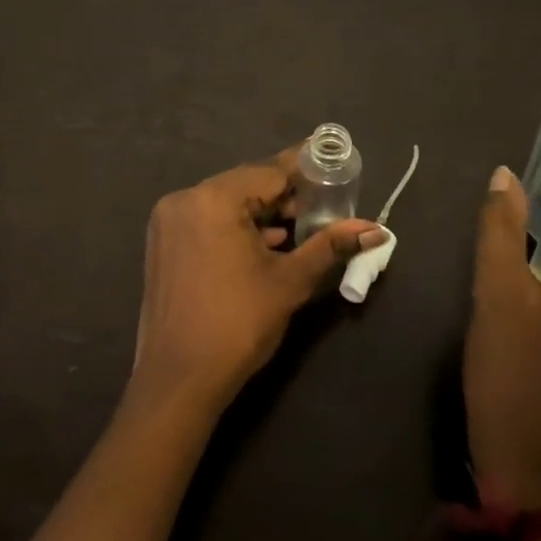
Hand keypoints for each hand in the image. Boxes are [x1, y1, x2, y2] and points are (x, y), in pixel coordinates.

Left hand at [132, 150, 383, 411]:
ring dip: (262, 213)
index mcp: (213, 199)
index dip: (305, 168)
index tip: (334, 162)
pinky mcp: (164, 242)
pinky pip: (208, 220)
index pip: (269, 171)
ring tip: (302, 227)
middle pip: (246, 184)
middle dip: (285, 195)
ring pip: (227, 203)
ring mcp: (169, 221)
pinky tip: (267, 245)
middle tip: (324, 206)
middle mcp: (185, 199)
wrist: (177, 379)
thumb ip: (330, 246)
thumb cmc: (238, 325)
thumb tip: (376, 229)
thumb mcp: (290, 282)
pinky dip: (237, 227)